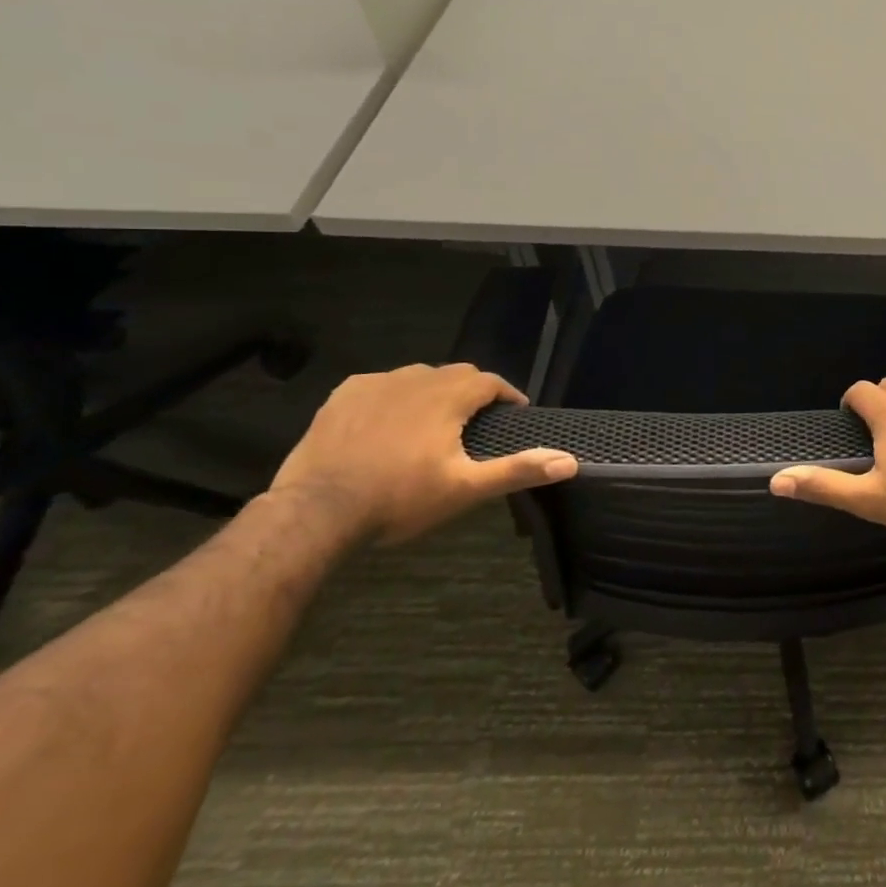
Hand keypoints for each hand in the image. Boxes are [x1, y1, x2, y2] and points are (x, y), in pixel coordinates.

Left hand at [269, 363, 577, 545]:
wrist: (315, 512)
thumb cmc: (399, 498)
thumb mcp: (465, 488)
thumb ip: (518, 470)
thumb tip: (570, 461)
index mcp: (449, 396)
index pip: (490, 381)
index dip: (507, 395)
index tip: (514, 415)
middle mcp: (416, 378)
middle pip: (456, 373)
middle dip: (472, 391)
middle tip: (476, 422)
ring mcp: (375, 384)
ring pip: (418, 376)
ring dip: (434, 391)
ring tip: (434, 421)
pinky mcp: (342, 396)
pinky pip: (380, 384)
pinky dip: (394, 395)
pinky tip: (388, 420)